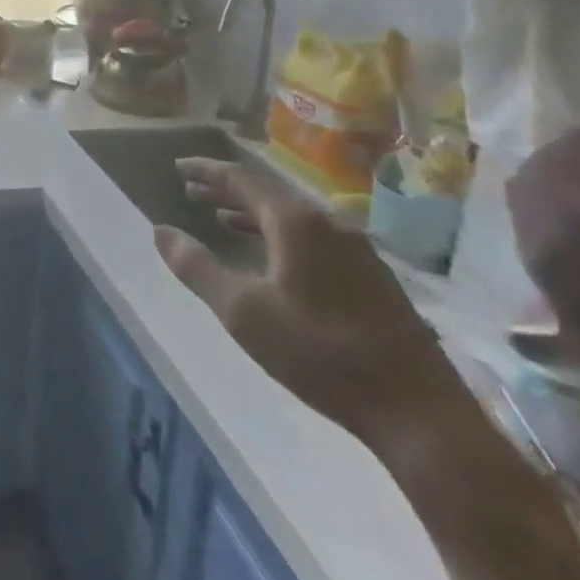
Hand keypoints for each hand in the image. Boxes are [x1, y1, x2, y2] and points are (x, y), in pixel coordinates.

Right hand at [154, 159, 471, 460]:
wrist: (418, 413)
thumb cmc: (320, 354)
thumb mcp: (243, 312)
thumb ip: (197, 268)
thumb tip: (160, 231)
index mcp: (297, 223)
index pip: (242, 179)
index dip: (207, 171)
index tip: (179, 166)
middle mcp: (329, 223)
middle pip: (269, 194)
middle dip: (228, 191)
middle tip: (193, 191)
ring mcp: (357, 250)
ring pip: (293, 217)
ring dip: (253, 214)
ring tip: (222, 219)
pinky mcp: (373, 278)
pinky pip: (313, 238)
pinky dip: (279, 235)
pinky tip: (272, 258)